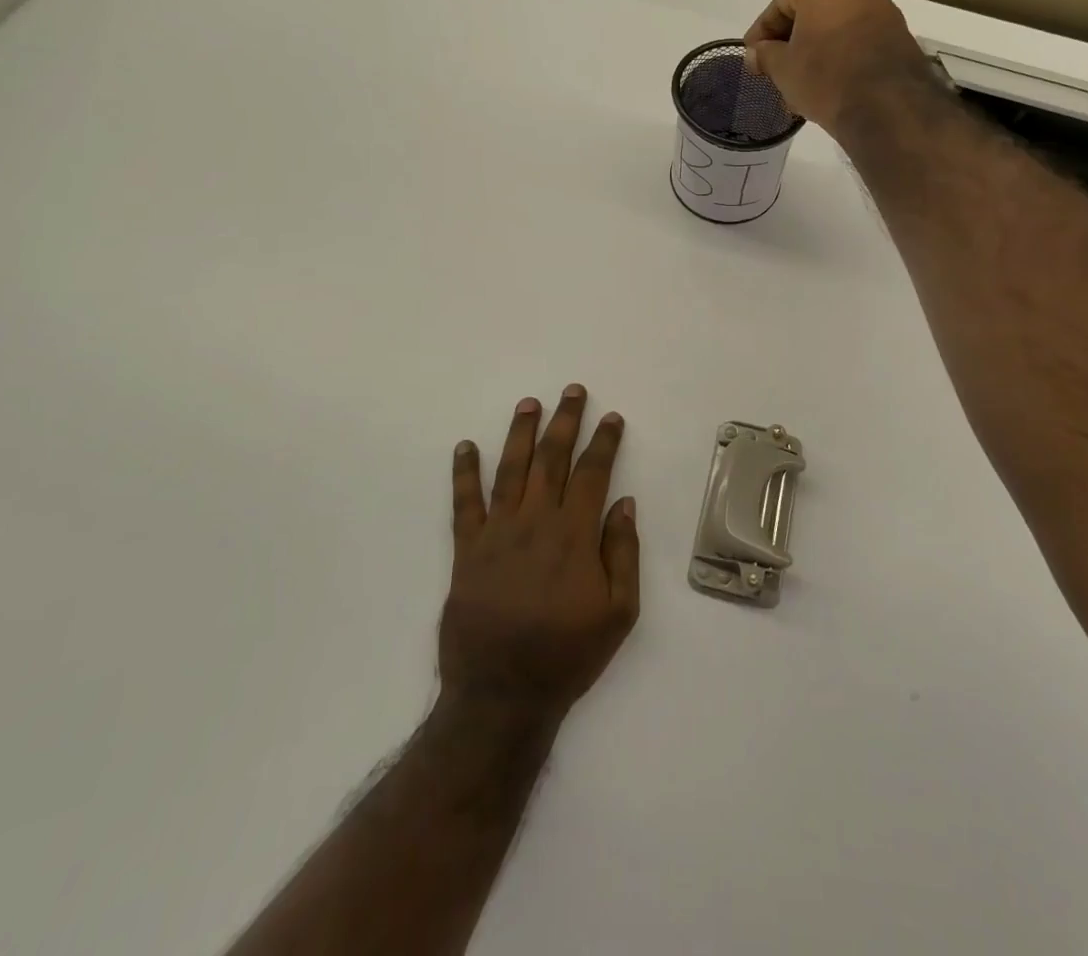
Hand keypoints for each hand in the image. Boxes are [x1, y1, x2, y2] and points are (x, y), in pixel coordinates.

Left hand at [439, 386, 640, 723]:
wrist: (501, 696)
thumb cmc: (567, 656)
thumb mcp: (619, 614)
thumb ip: (623, 553)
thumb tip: (624, 503)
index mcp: (574, 536)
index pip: (592, 473)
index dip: (604, 442)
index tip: (611, 417)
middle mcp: (535, 523)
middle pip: (551, 459)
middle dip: (565, 421)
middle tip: (572, 390)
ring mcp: (497, 533)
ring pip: (510, 470)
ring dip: (520, 433)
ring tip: (529, 403)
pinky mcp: (466, 551)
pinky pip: (463, 504)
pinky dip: (464, 473)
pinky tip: (465, 447)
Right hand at [742, 0, 933, 136]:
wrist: (887, 105)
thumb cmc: (825, 77)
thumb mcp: (783, 69)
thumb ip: (765, 55)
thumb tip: (755, 53)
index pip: (781, 3)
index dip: (761, 31)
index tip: (751, 55)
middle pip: (811, 13)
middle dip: (790, 42)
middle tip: (774, 69)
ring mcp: (883, 10)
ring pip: (836, 28)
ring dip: (815, 51)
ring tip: (800, 83)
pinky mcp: (900, 36)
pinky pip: (858, 41)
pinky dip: (840, 57)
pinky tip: (829, 84)